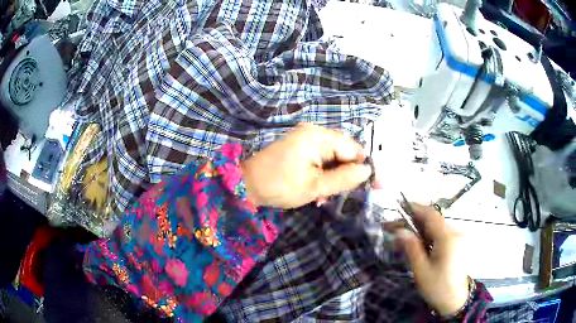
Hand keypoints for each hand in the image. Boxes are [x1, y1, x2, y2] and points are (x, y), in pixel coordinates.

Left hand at [241, 123, 370, 207]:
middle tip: (339, 195)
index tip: (376, 185)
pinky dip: (321, 174)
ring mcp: (304, 138)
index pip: (352, 148)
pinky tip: (315, 191)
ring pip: (332, 157)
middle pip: (343, 151)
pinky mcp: (298, 146)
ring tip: (321, 196)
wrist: (246, 185)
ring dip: (332, 178)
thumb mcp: (315, 186)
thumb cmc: (279, 186)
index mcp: (317, 136)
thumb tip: (367, 171)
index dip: (365, 166)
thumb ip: (344, 178)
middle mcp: (313, 131)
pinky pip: (319, 158)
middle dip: (344, 175)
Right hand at [396, 204, 469, 316]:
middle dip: (413, 220)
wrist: (455, 300)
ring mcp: (457, 237)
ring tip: (402, 238)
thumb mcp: (421, 270)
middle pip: (433, 219)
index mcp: (447, 237)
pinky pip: (440, 234)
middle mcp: (454, 232)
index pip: (430, 214)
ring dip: (419, 228)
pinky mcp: (456, 243)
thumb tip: (399, 230)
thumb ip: (411, 248)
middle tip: (394, 228)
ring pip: (435, 226)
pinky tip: (416, 244)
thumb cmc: (437, 287)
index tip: (397, 209)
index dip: (414, 208)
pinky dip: (427, 235)